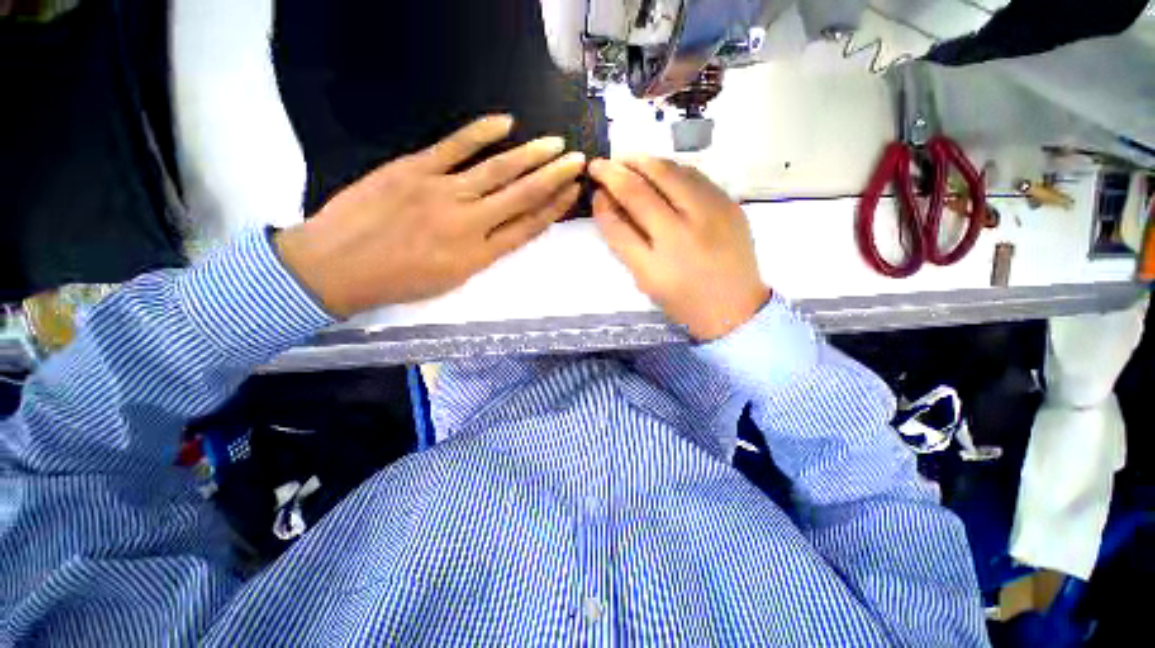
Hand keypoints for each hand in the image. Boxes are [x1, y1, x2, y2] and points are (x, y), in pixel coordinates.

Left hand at [275, 115, 584, 317]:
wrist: (337, 267)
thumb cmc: (398, 282)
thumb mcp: (452, 280)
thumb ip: (484, 252)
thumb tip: (507, 227)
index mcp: (479, 255)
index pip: (528, 227)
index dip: (553, 208)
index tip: (572, 192)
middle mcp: (469, 223)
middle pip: (522, 196)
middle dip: (554, 177)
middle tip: (577, 160)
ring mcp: (442, 192)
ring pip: (497, 170)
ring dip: (531, 155)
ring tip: (555, 144)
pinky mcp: (414, 169)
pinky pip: (455, 146)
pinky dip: (482, 132)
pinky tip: (506, 122)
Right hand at [589, 157, 769, 340]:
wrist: (735, 307)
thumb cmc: (683, 300)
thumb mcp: (645, 280)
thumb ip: (624, 242)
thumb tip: (608, 203)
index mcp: (655, 265)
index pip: (618, 224)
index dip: (602, 202)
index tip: (594, 189)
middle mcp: (681, 235)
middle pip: (641, 190)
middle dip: (615, 171)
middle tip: (602, 164)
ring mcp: (710, 215)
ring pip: (670, 172)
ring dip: (642, 162)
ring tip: (627, 161)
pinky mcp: (729, 204)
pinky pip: (694, 175)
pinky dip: (671, 168)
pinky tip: (660, 170)